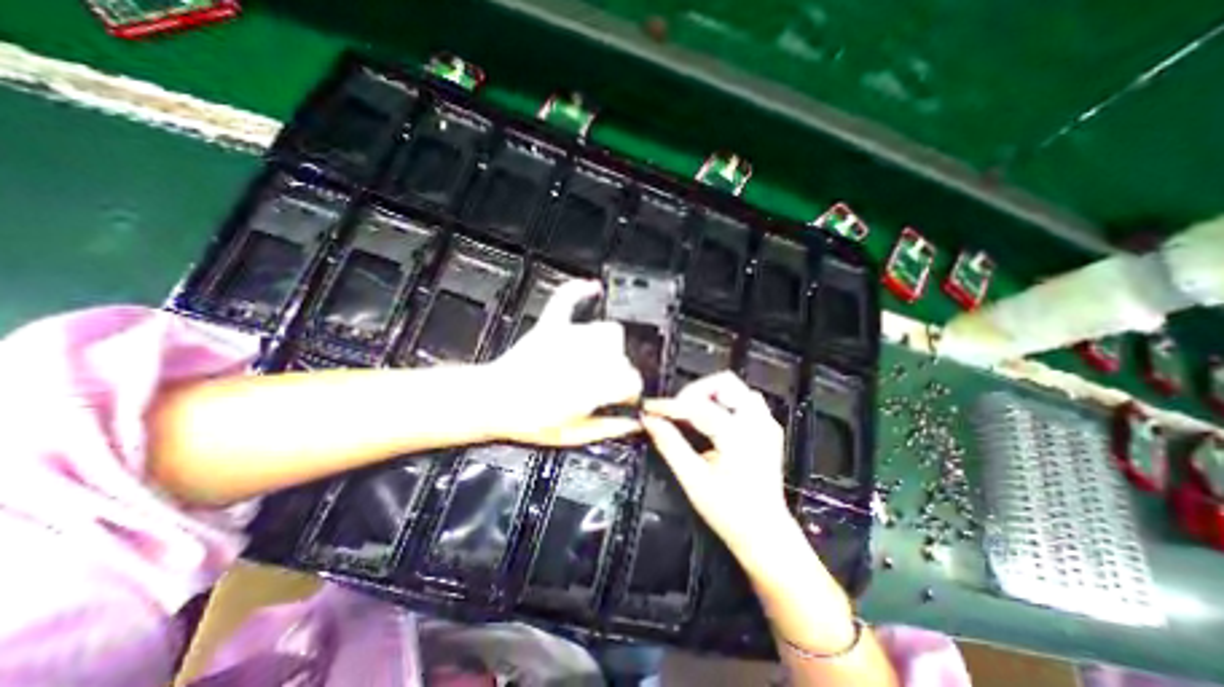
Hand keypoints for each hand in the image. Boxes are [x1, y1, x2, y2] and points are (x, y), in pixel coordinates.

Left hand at [485, 280, 642, 446]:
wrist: (492, 402)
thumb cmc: (528, 421)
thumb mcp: (573, 435)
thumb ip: (608, 429)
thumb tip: (632, 425)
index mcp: (593, 386)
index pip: (631, 380)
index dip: (631, 391)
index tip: (626, 398)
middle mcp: (586, 358)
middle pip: (622, 356)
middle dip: (619, 371)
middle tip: (606, 385)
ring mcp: (568, 339)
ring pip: (608, 331)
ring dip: (609, 345)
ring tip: (599, 360)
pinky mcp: (550, 327)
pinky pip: (567, 299)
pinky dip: (580, 291)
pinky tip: (593, 287)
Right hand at [642, 372, 794, 564]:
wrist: (766, 536)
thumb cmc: (730, 513)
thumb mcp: (693, 480)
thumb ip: (670, 445)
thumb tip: (649, 421)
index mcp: (738, 436)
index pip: (697, 407)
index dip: (669, 405)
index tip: (649, 408)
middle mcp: (757, 423)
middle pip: (723, 383)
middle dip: (694, 391)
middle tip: (675, 411)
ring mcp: (766, 424)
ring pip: (735, 388)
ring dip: (710, 395)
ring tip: (691, 414)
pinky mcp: (768, 430)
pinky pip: (744, 401)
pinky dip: (724, 403)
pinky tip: (712, 421)